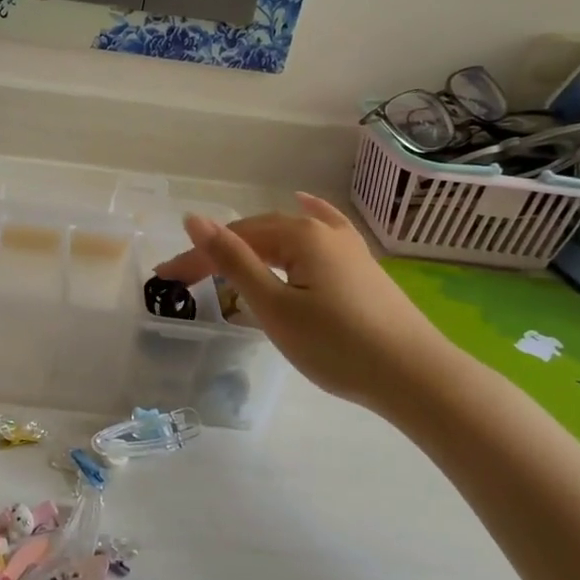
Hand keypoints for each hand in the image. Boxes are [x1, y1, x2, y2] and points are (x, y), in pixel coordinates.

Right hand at [154, 193, 453, 415]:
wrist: (414, 377)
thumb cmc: (336, 345)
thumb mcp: (274, 306)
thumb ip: (233, 261)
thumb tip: (194, 218)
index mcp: (298, 235)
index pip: (234, 239)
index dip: (197, 257)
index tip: (164, 279)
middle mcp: (322, 230)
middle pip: (258, 235)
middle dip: (219, 253)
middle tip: (185, 279)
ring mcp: (347, 246)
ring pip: (287, 236)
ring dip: (251, 245)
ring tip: (224, 258)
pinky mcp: (362, 266)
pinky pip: (325, 230)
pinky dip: (307, 217)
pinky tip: (304, 202)